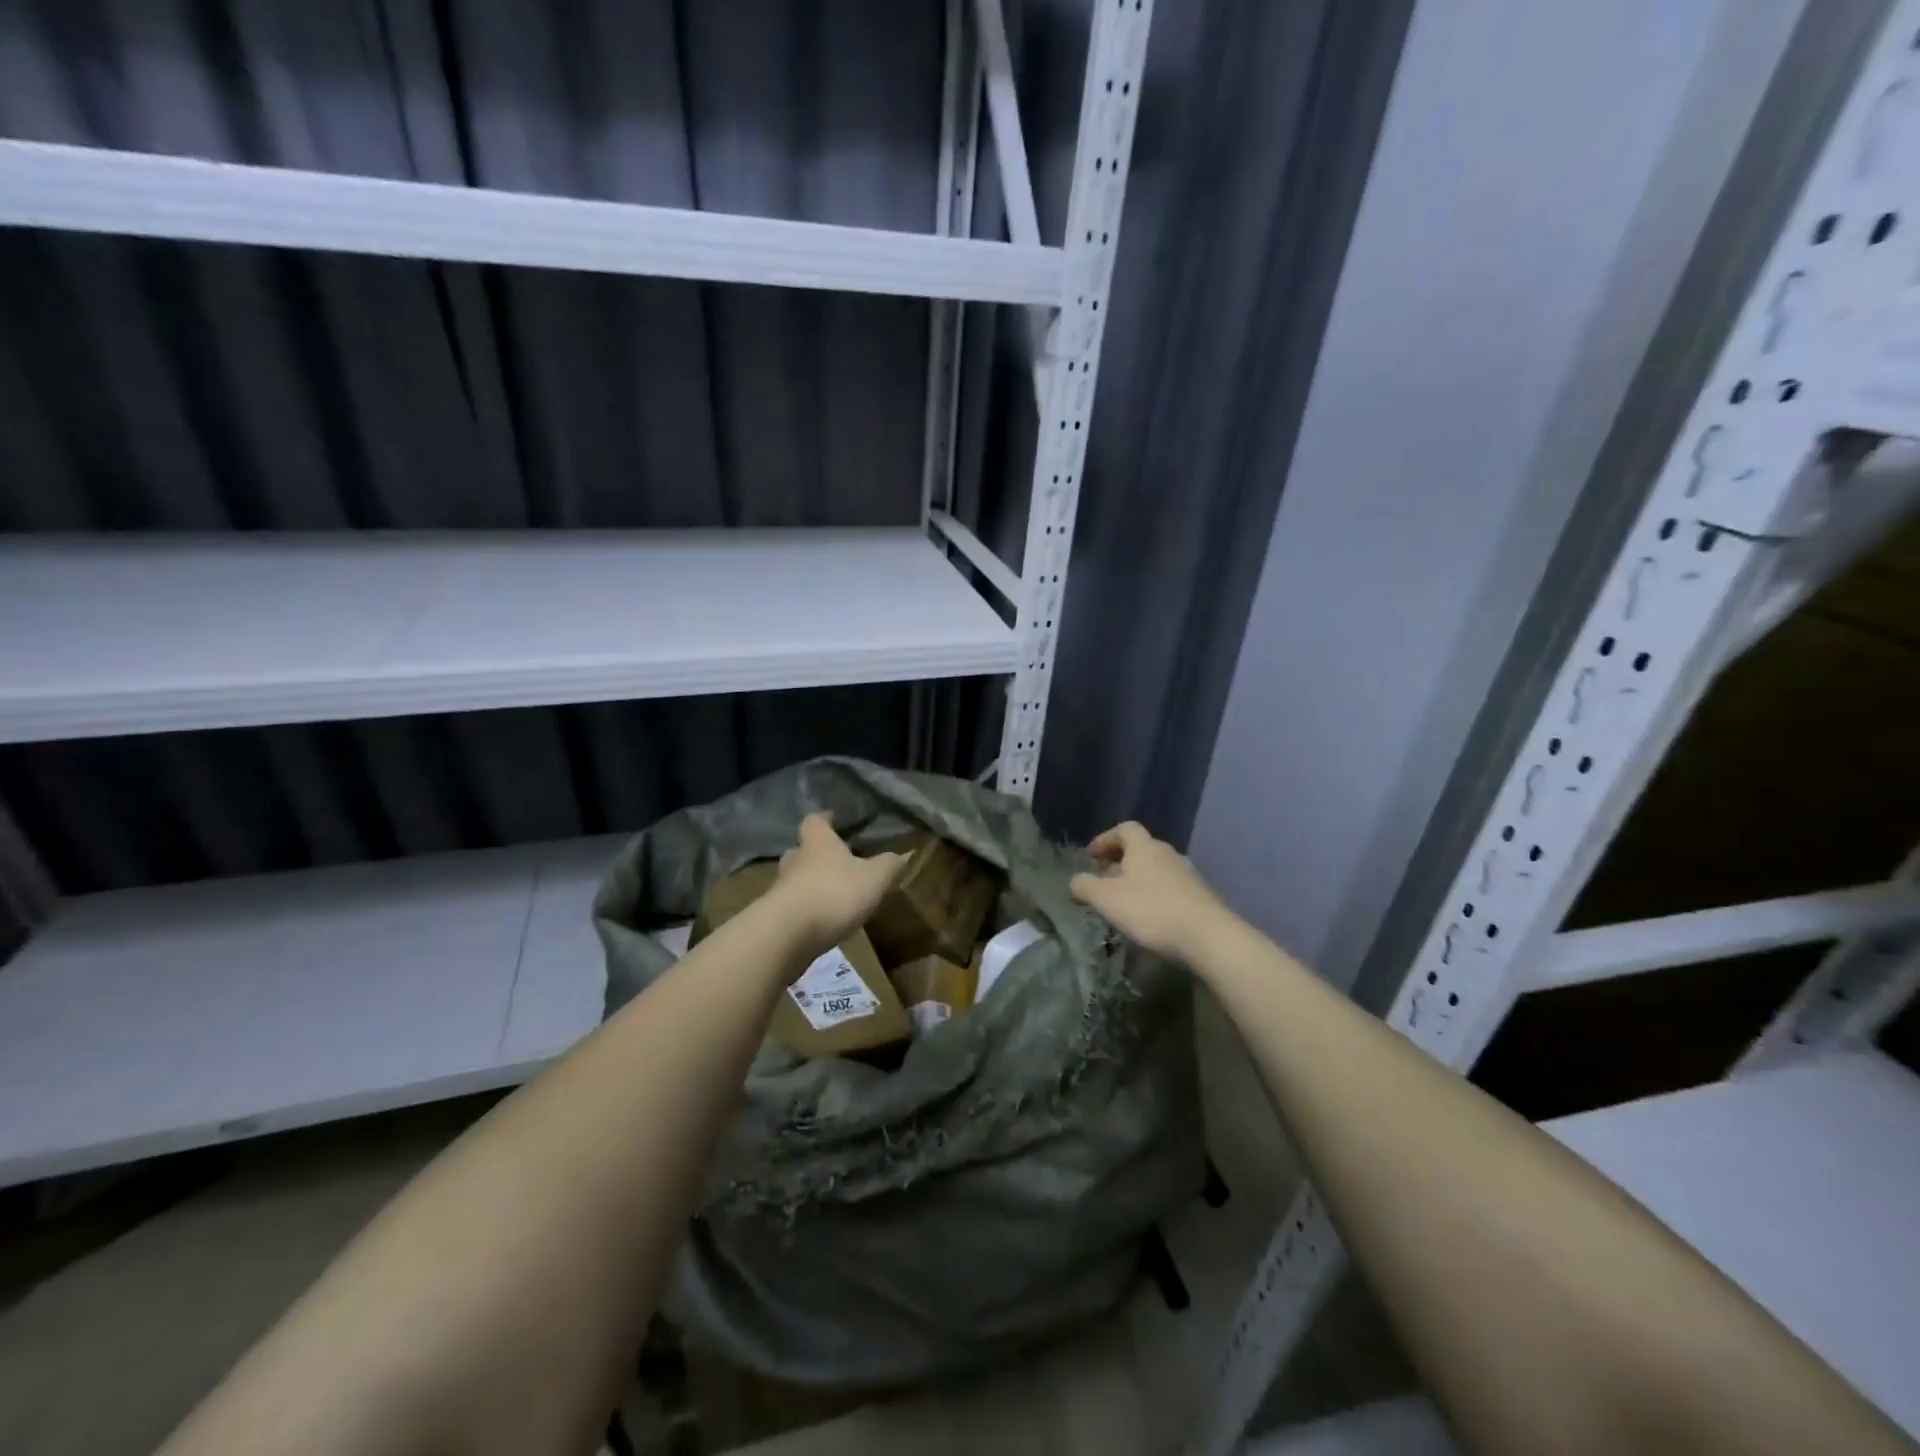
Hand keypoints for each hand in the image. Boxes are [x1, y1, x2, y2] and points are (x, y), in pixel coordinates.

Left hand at [768, 812, 907, 960]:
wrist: (786, 936)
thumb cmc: (834, 894)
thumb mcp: (875, 878)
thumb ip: (890, 865)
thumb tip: (904, 855)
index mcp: (818, 842)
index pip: (815, 820)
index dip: (826, 819)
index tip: (836, 820)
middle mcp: (795, 859)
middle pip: (803, 850)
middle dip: (819, 855)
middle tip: (839, 862)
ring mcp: (781, 889)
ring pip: (797, 879)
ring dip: (812, 884)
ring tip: (835, 895)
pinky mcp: (775, 917)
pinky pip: (793, 906)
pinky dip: (806, 910)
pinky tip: (823, 922)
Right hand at [1069, 820, 1228, 960]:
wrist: (1209, 937)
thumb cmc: (1151, 911)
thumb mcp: (1107, 899)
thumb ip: (1085, 887)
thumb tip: (1075, 881)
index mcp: (1144, 847)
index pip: (1124, 829)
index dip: (1105, 839)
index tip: (1091, 856)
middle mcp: (1167, 854)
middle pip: (1140, 849)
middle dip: (1119, 863)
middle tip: (1103, 882)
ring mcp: (1187, 875)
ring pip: (1155, 870)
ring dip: (1137, 881)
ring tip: (1123, 903)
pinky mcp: (1200, 897)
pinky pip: (1169, 888)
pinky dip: (1154, 895)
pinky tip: (1148, 918)